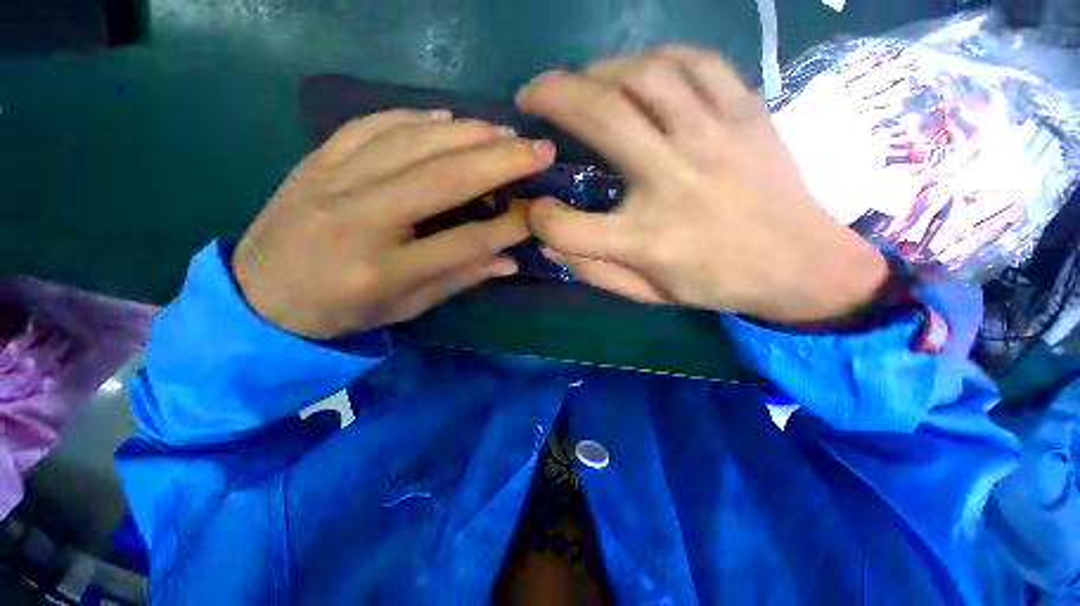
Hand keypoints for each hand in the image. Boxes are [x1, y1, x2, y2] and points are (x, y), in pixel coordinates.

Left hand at [232, 109, 555, 338]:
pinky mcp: (317, 160)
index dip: (508, 226)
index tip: (539, 210)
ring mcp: (332, 182)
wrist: (260, 296)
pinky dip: (415, 116)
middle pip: (442, 179)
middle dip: (500, 160)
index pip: (463, 242)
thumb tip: (509, 260)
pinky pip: (372, 125)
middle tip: (539, 149)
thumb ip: (460, 279)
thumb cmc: (341, 312)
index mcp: (384, 271)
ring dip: (466, 132)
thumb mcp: (406, 309)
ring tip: (504, 131)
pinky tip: (448, 117)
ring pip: (412, 142)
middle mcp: (360, 220)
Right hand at [516, 46, 887, 323]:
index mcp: (647, 239)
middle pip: (600, 116)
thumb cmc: (717, 284)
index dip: (540, 219)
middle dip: (551, 95)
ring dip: (598, 69)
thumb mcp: (648, 294)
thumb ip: (594, 272)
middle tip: (530, 95)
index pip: (567, 226)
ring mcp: (714, 138)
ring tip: (581, 81)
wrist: (802, 265)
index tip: (537, 211)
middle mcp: (673, 181)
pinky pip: (696, 62)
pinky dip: (656, 57)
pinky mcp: (746, 113)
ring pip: (644, 74)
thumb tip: (549, 244)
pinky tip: (639, 70)